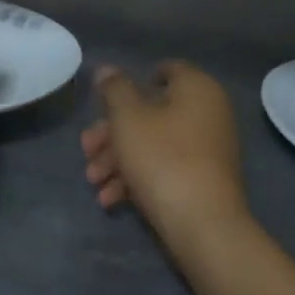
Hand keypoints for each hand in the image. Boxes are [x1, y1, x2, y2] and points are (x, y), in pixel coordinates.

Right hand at [80, 62, 247, 238]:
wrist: (203, 225)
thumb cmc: (163, 158)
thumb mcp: (128, 118)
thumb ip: (114, 89)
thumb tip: (107, 69)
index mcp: (197, 89)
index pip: (166, 70)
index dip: (134, 81)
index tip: (105, 101)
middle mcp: (209, 113)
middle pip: (152, 113)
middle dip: (113, 132)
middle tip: (86, 149)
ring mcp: (208, 149)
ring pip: (155, 143)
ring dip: (119, 159)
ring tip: (93, 180)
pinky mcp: (204, 181)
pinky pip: (167, 168)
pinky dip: (139, 178)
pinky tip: (111, 200)